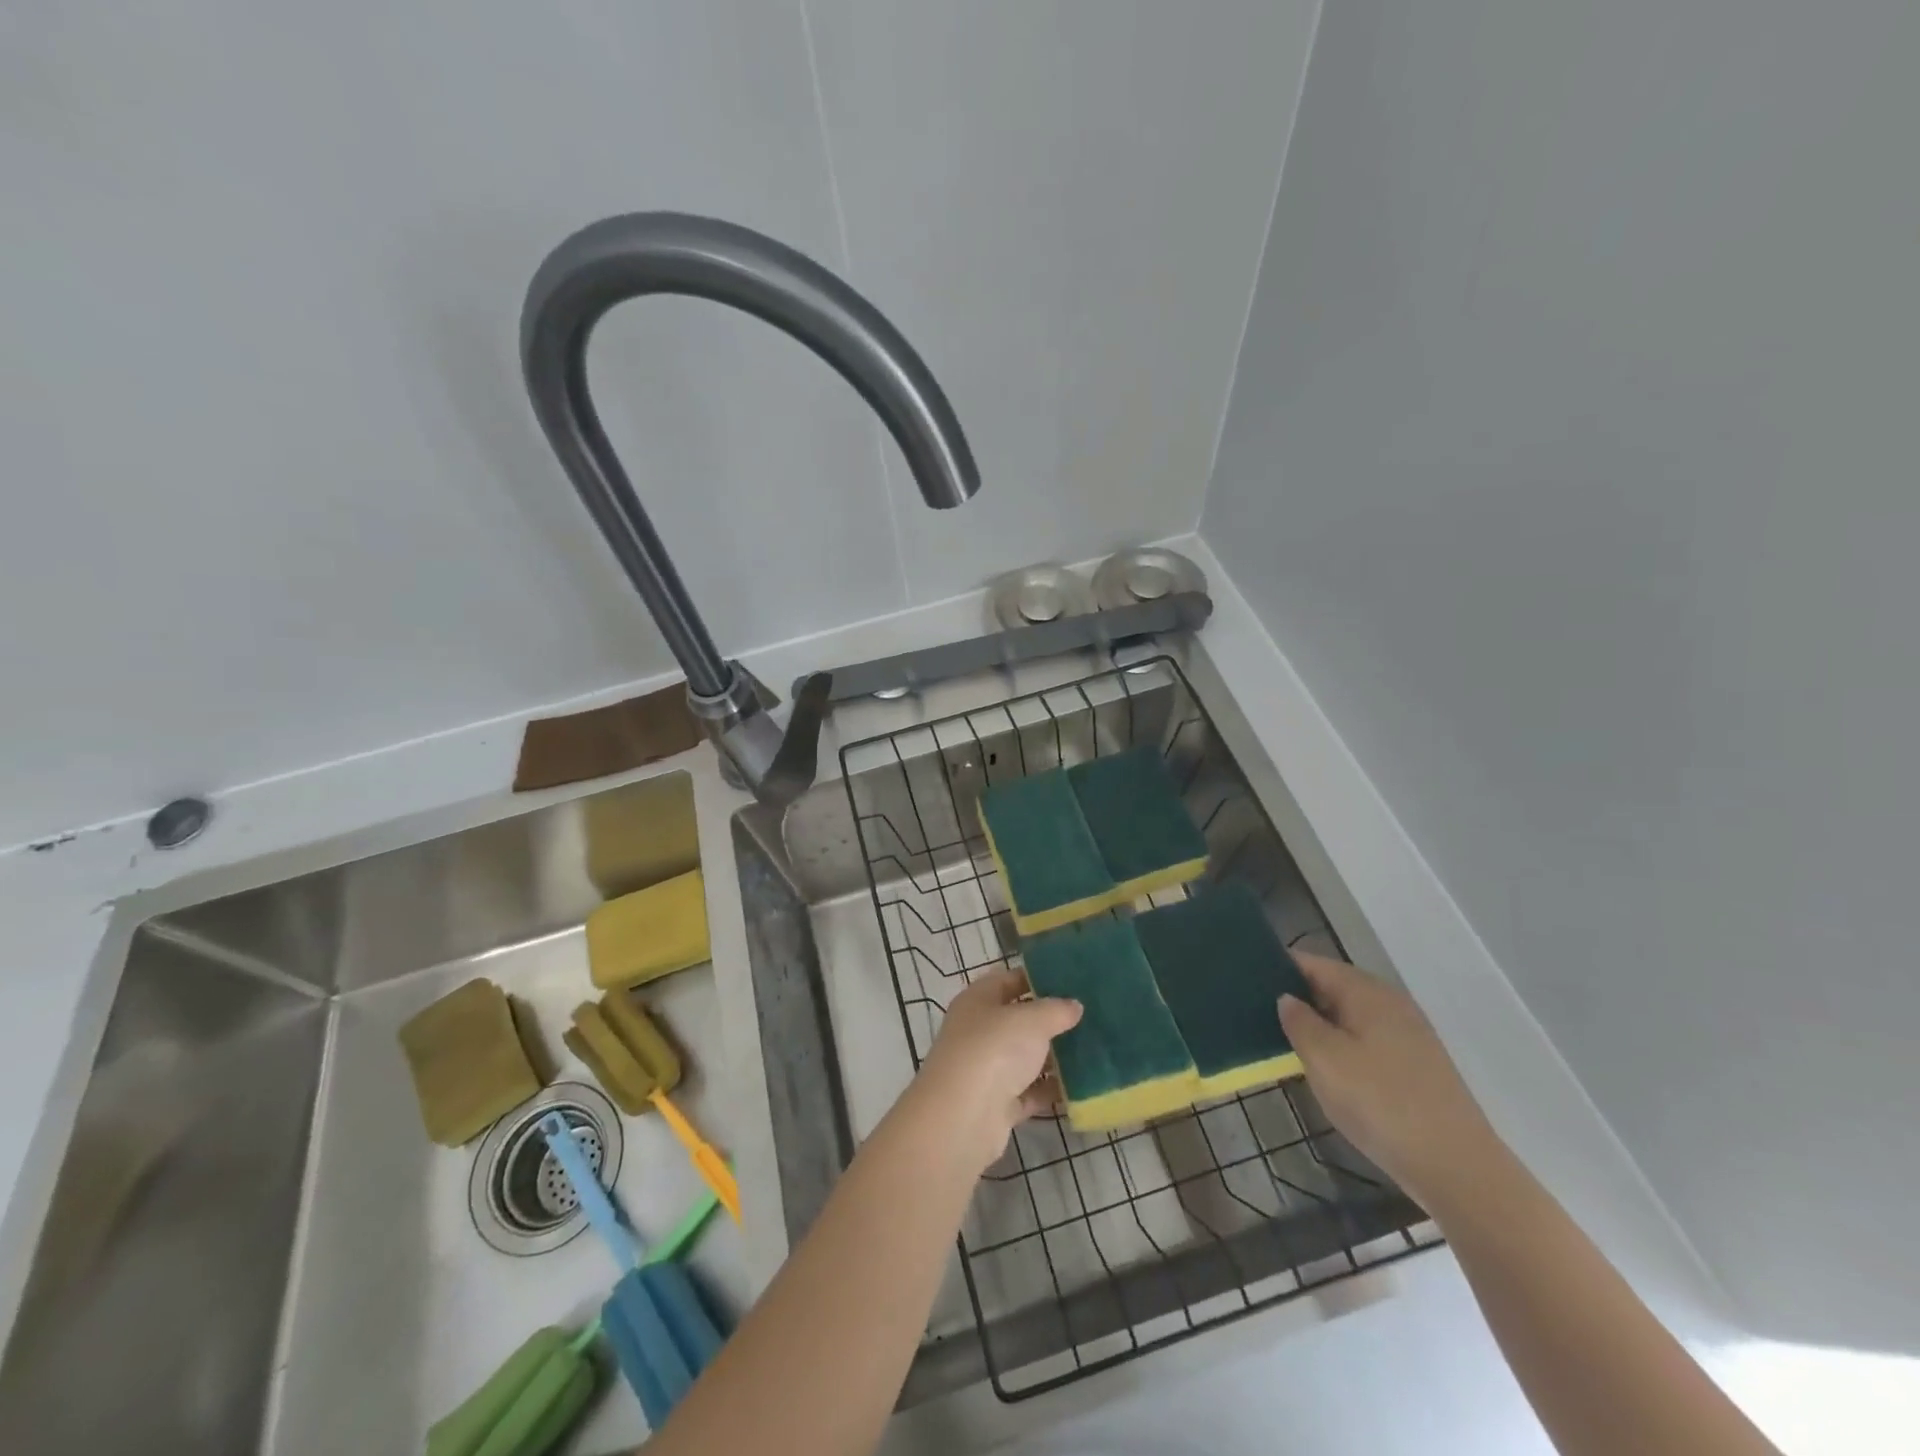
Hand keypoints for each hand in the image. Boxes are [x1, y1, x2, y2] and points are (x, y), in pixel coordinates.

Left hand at [914, 969, 1082, 1173]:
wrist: (963, 1117)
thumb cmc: (994, 1049)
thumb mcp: (1031, 1020)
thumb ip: (1056, 1010)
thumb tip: (1074, 1005)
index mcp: (978, 1000)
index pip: (1009, 979)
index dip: (1038, 977)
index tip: (1073, 980)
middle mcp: (979, 1030)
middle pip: (1019, 1020)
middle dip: (1052, 1019)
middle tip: (1090, 1016)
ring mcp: (987, 1069)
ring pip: (1025, 1057)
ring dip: (1054, 1057)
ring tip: (1093, 1050)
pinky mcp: (997, 1104)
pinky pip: (1030, 1091)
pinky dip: (1051, 1090)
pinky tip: (1081, 1087)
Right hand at [1278, 953, 1499, 1210]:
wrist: (1457, 1168)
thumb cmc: (1381, 1104)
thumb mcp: (1325, 1060)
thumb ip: (1299, 1022)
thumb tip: (1287, 999)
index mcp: (1367, 992)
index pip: (1312, 963)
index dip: (1278, 967)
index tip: (1244, 980)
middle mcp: (1390, 1003)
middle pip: (1332, 986)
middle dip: (1296, 997)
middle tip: (1255, 1014)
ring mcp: (1407, 1035)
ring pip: (1349, 1016)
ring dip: (1318, 1024)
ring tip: (1283, 1042)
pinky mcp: (1416, 1065)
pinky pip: (1365, 1040)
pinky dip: (1341, 1045)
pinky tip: (1325, 1069)